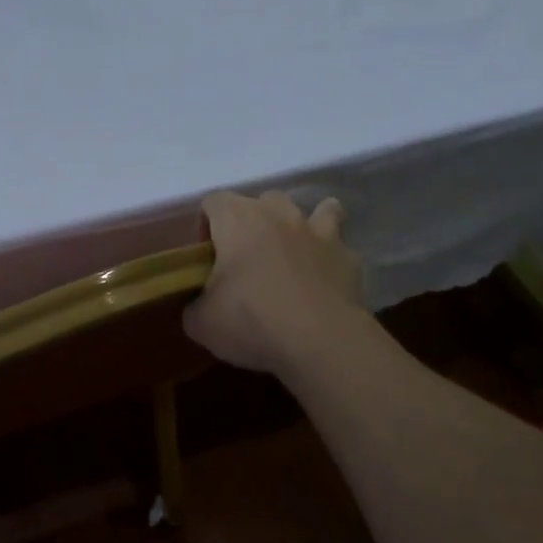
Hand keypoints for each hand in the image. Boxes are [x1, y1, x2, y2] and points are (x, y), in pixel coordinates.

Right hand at [183, 190, 363, 374]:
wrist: (320, 341)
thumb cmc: (251, 321)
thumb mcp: (202, 323)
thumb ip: (194, 306)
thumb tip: (199, 306)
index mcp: (237, 220)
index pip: (214, 201)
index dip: (206, 224)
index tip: (205, 255)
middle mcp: (279, 215)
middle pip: (263, 201)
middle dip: (254, 222)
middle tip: (246, 258)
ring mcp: (318, 232)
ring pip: (314, 209)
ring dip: (302, 226)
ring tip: (294, 254)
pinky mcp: (348, 257)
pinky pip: (339, 246)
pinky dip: (330, 257)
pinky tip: (324, 280)